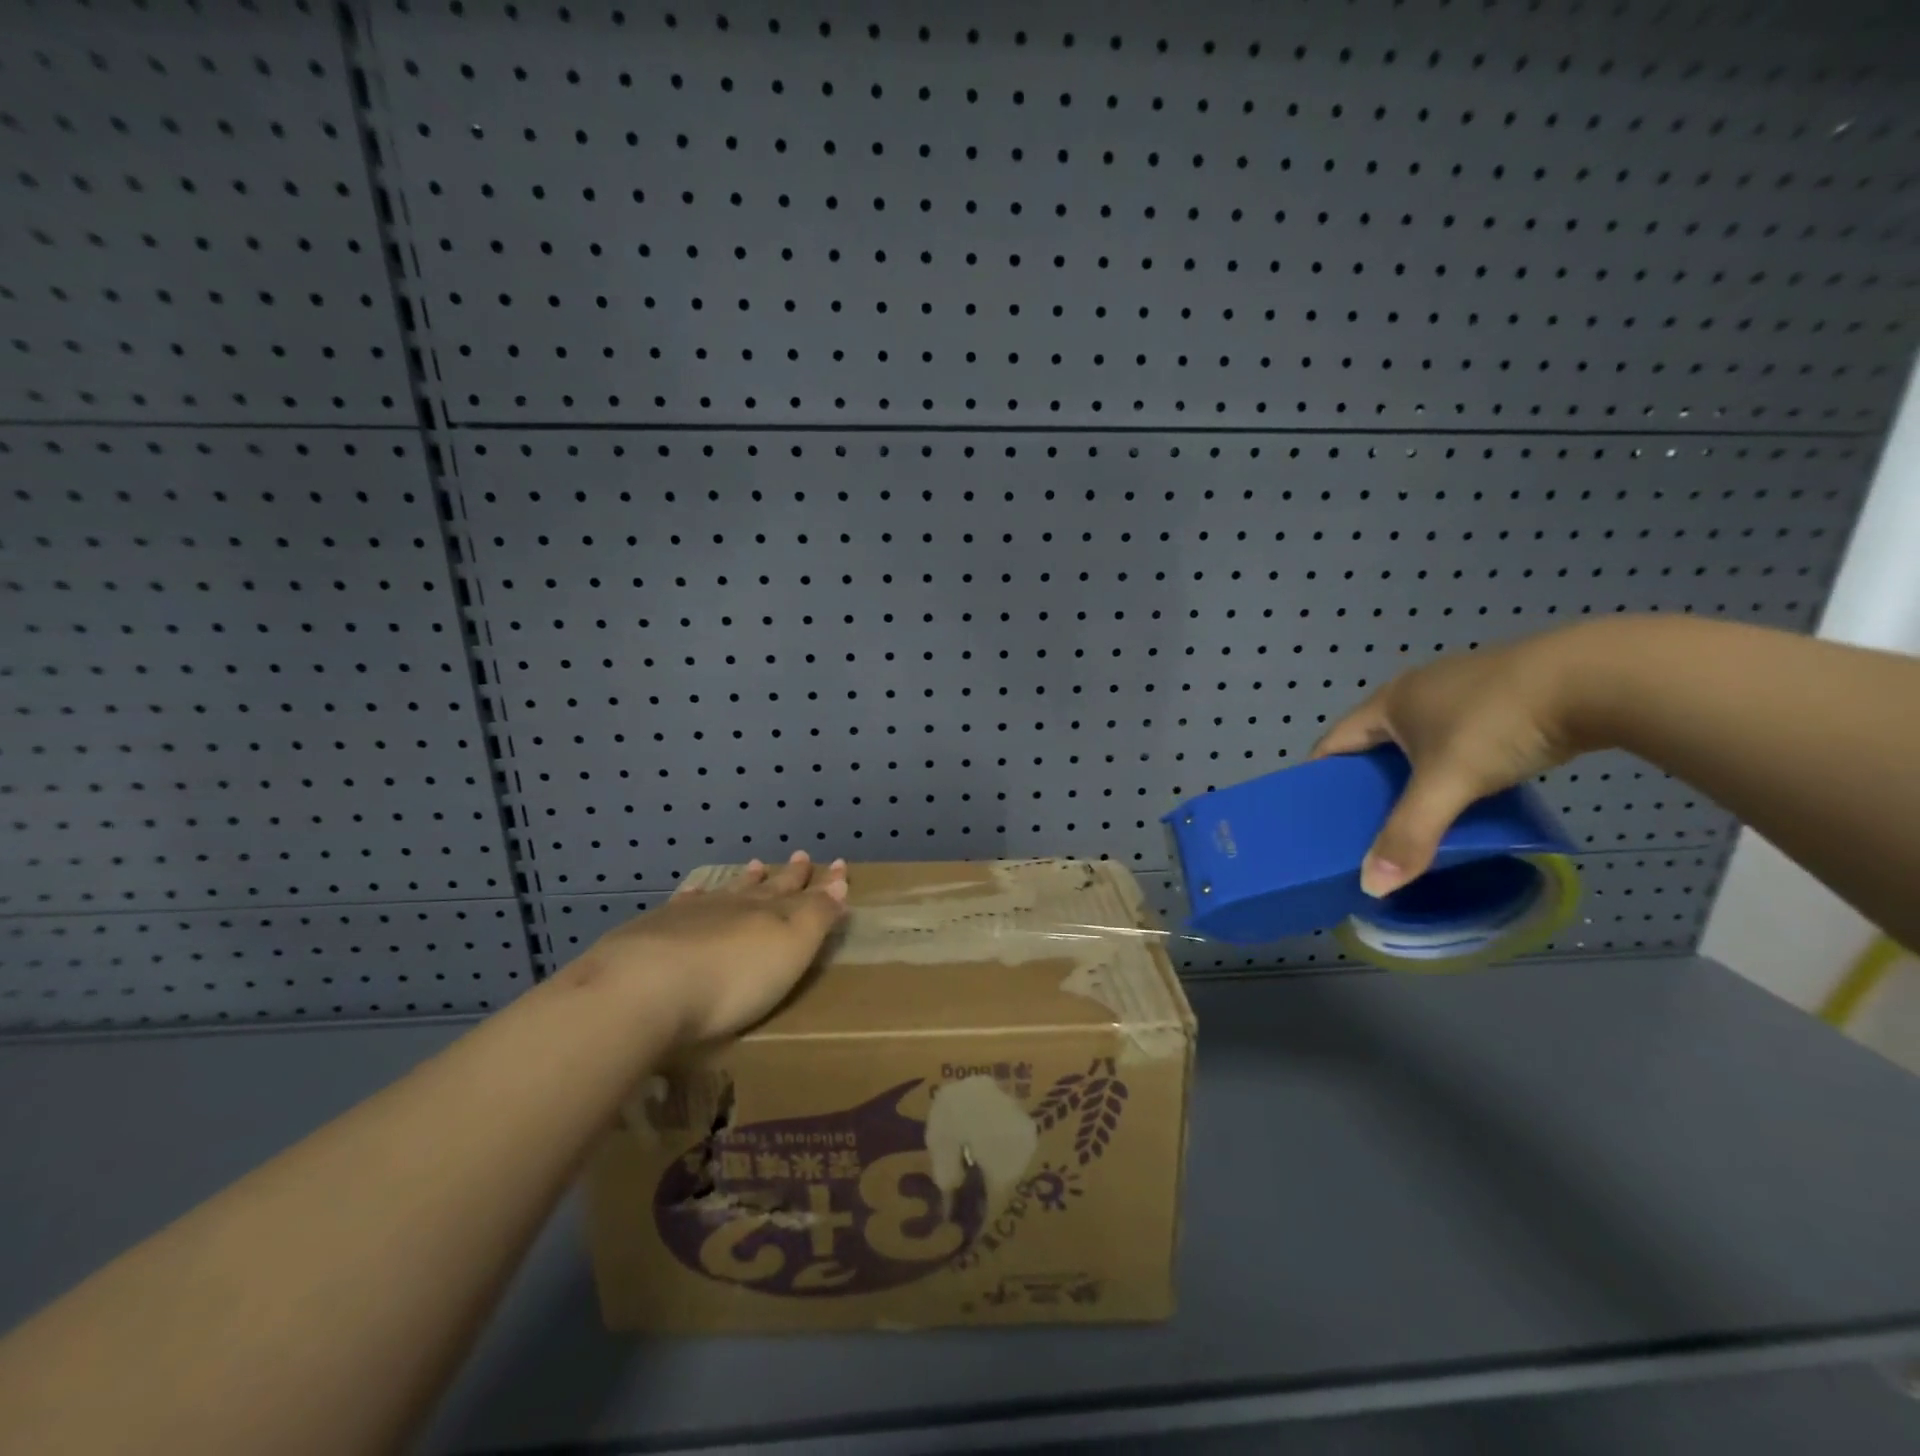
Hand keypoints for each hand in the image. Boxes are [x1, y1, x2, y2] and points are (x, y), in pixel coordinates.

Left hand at [572, 851, 848, 1044]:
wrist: (645, 988)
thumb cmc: (733, 979)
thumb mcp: (791, 950)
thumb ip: (816, 916)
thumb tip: (839, 882)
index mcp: (771, 914)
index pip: (805, 894)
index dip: (824, 882)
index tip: (839, 865)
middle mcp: (735, 906)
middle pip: (767, 887)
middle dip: (787, 875)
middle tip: (801, 856)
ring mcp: (693, 914)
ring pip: (727, 890)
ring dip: (744, 880)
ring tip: (754, 866)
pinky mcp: (654, 931)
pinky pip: (684, 903)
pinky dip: (694, 896)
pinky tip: (693, 893)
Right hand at [1312, 623, 1623, 896]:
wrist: (1597, 677)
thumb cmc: (1498, 723)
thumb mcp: (1449, 783)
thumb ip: (1409, 833)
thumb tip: (1370, 887)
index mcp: (1388, 702)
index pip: (1334, 741)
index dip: (1319, 775)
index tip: (1316, 813)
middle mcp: (1416, 688)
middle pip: (1374, 739)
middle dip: (1366, 778)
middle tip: (1366, 821)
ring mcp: (1461, 687)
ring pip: (1419, 736)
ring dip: (1411, 770)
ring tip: (1417, 810)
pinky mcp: (1503, 693)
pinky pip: (1458, 733)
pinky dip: (1451, 761)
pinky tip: (1469, 785)